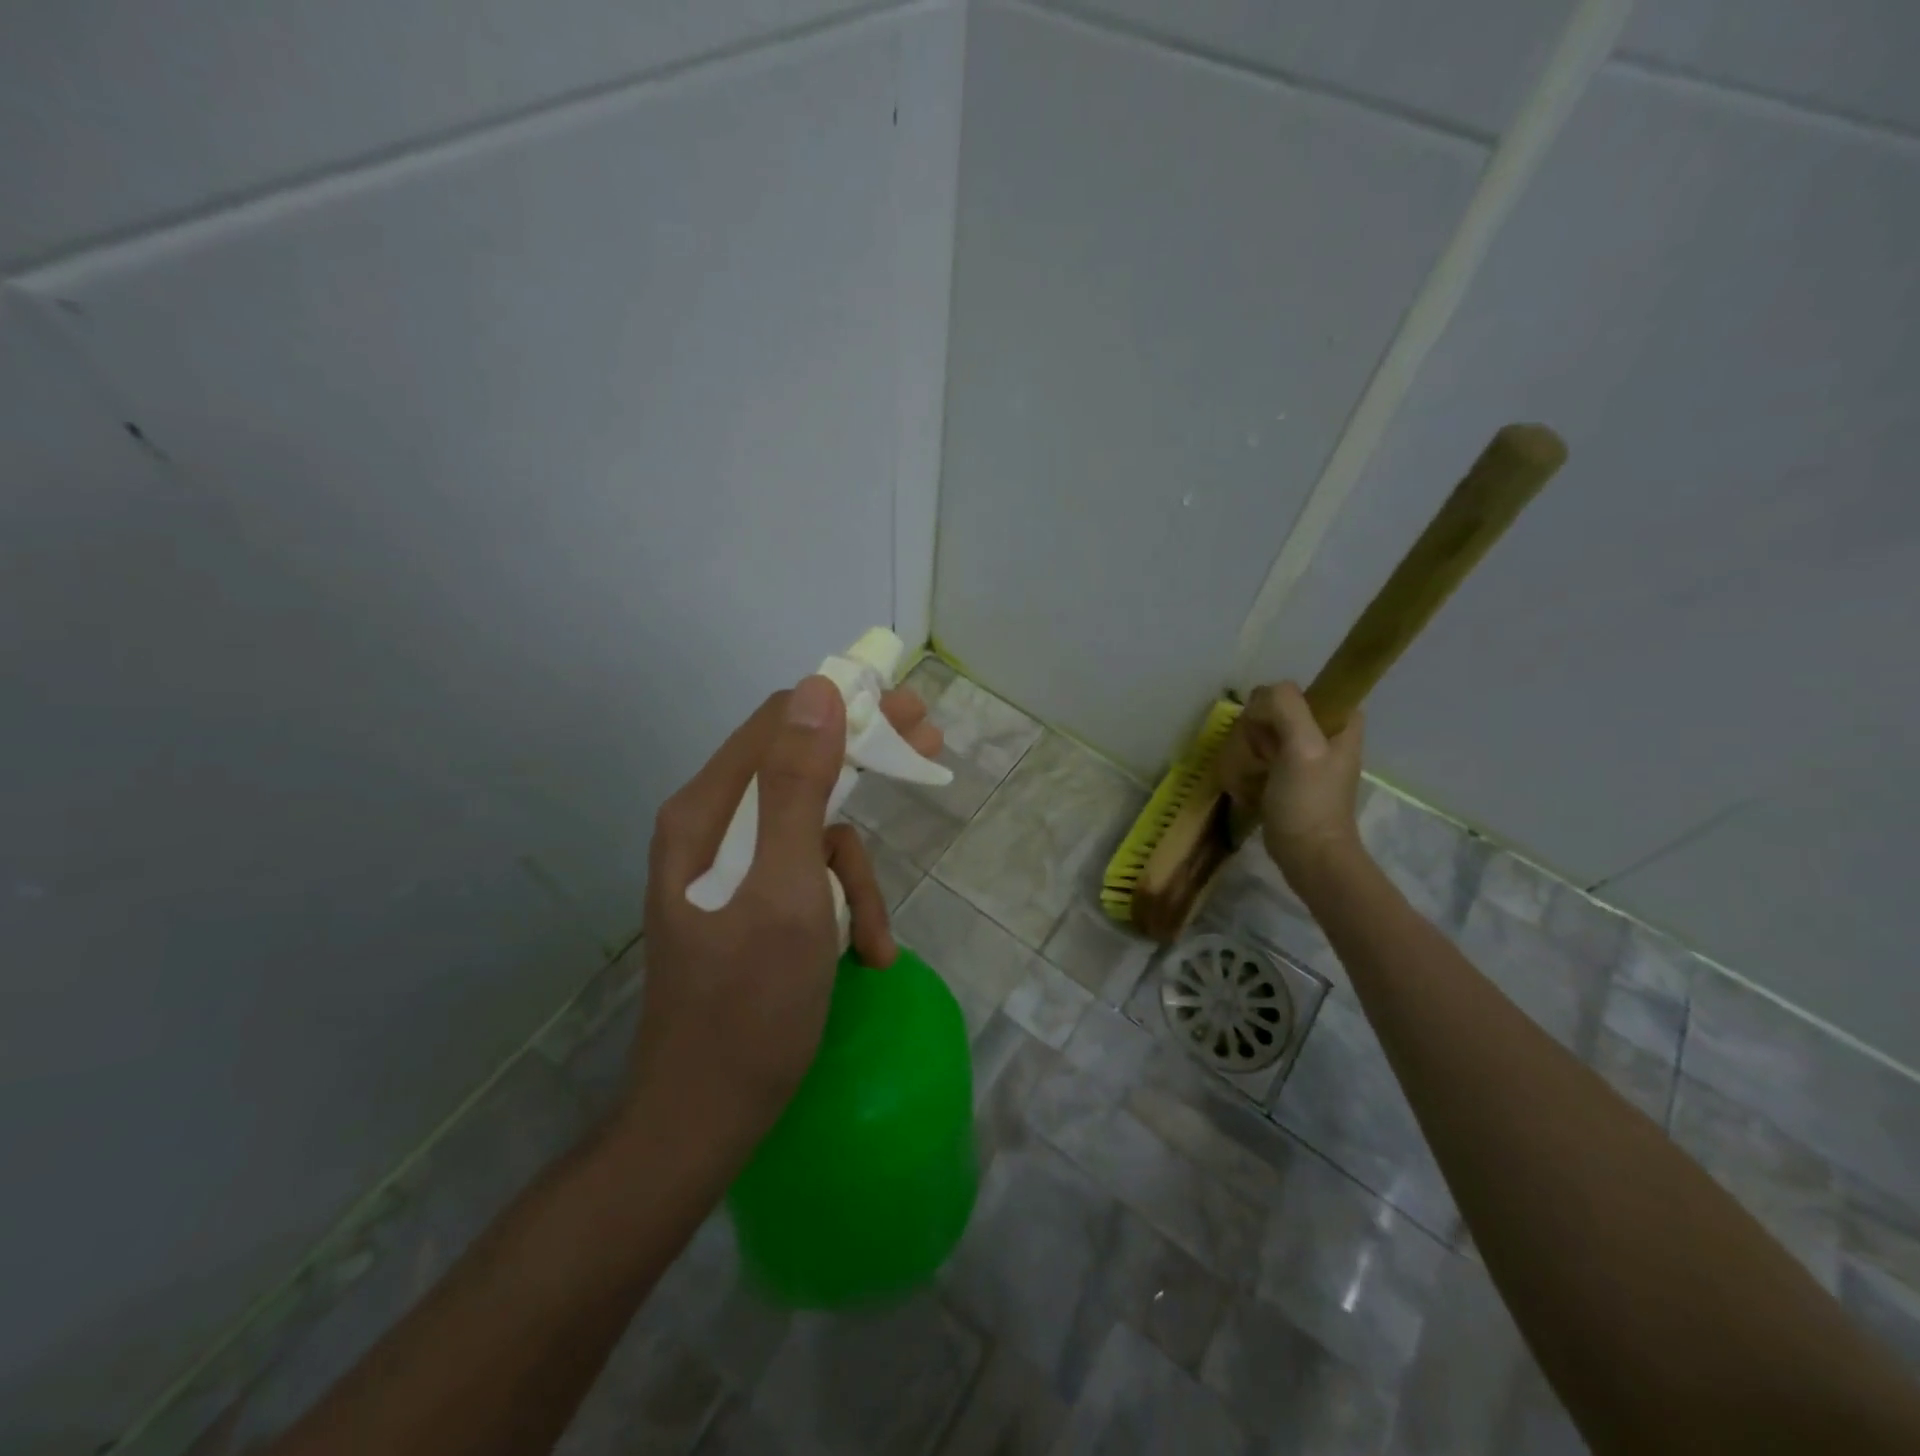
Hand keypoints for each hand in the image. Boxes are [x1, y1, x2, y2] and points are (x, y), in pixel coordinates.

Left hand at [626, 675, 942, 1163]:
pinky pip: (810, 879)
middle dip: (867, 767)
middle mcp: (714, 828)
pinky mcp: (753, 904)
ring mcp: (734, 869)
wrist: (706, 1115)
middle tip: (928, 746)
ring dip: (857, 878)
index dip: (847, 708)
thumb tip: (819, 690)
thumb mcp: (786, 888)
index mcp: (707, 812)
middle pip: (801, 769)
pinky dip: (844, 908)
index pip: (781, 723)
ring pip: (815, 835)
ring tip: (875, 939)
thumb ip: (799, 786)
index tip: (908, 713)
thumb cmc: (748, 1004)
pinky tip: (866, 955)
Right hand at [1258, 681, 1365, 885]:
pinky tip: (1248, 782)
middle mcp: (1327, 734)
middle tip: (1263, 755)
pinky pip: (1262, 756)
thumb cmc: (1309, 800)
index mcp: (1342, 721)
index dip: (1280, 704)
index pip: (1303, 690)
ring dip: (1251, 748)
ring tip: (1253, 771)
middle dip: (1261, 728)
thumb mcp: (1302, 746)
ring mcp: (1308, 757)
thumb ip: (1285, 707)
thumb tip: (1260, 696)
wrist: (1309, 854)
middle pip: (1280, 710)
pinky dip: (1250, 764)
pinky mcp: (1290, 778)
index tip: (1271, 729)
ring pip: (1266, 732)